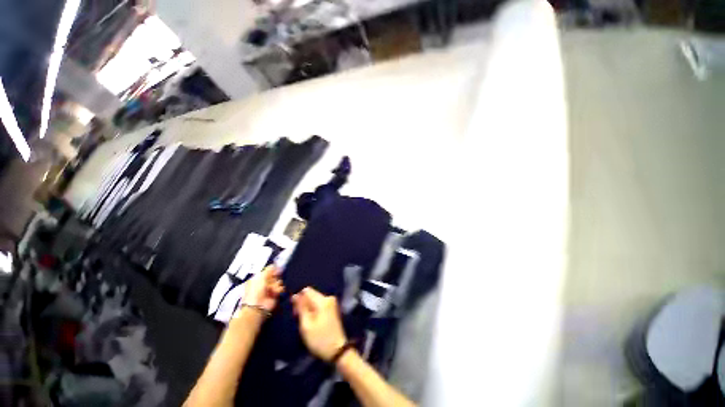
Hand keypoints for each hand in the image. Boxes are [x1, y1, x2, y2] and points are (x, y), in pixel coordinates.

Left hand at [243, 266, 283, 311]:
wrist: (258, 305)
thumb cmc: (256, 290)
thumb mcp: (260, 276)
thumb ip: (269, 269)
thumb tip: (275, 264)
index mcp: (259, 278)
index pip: (269, 271)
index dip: (273, 270)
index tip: (276, 270)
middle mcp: (265, 283)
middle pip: (275, 275)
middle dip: (275, 277)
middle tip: (273, 279)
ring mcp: (270, 289)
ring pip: (279, 281)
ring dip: (276, 284)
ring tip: (273, 288)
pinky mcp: (276, 294)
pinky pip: (281, 288)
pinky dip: (279, 289)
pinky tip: (276, 291)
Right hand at [292, 287, 346, 361]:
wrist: (337, 350)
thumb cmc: (319, 339)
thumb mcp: (306, 325)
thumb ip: (301, 308)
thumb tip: (295, 295)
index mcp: (323, 300)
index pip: (307, 290)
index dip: (298, 299)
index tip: (295, 312)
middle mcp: (328, 297)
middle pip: (311, 294)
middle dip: (303, 304)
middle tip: (298, 318)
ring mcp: (332, 302)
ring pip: (314, 299)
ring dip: (307, 308)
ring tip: (304, 321)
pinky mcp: (332, 308)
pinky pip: (319, 304)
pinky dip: (313, 310)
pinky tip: (311, 320)